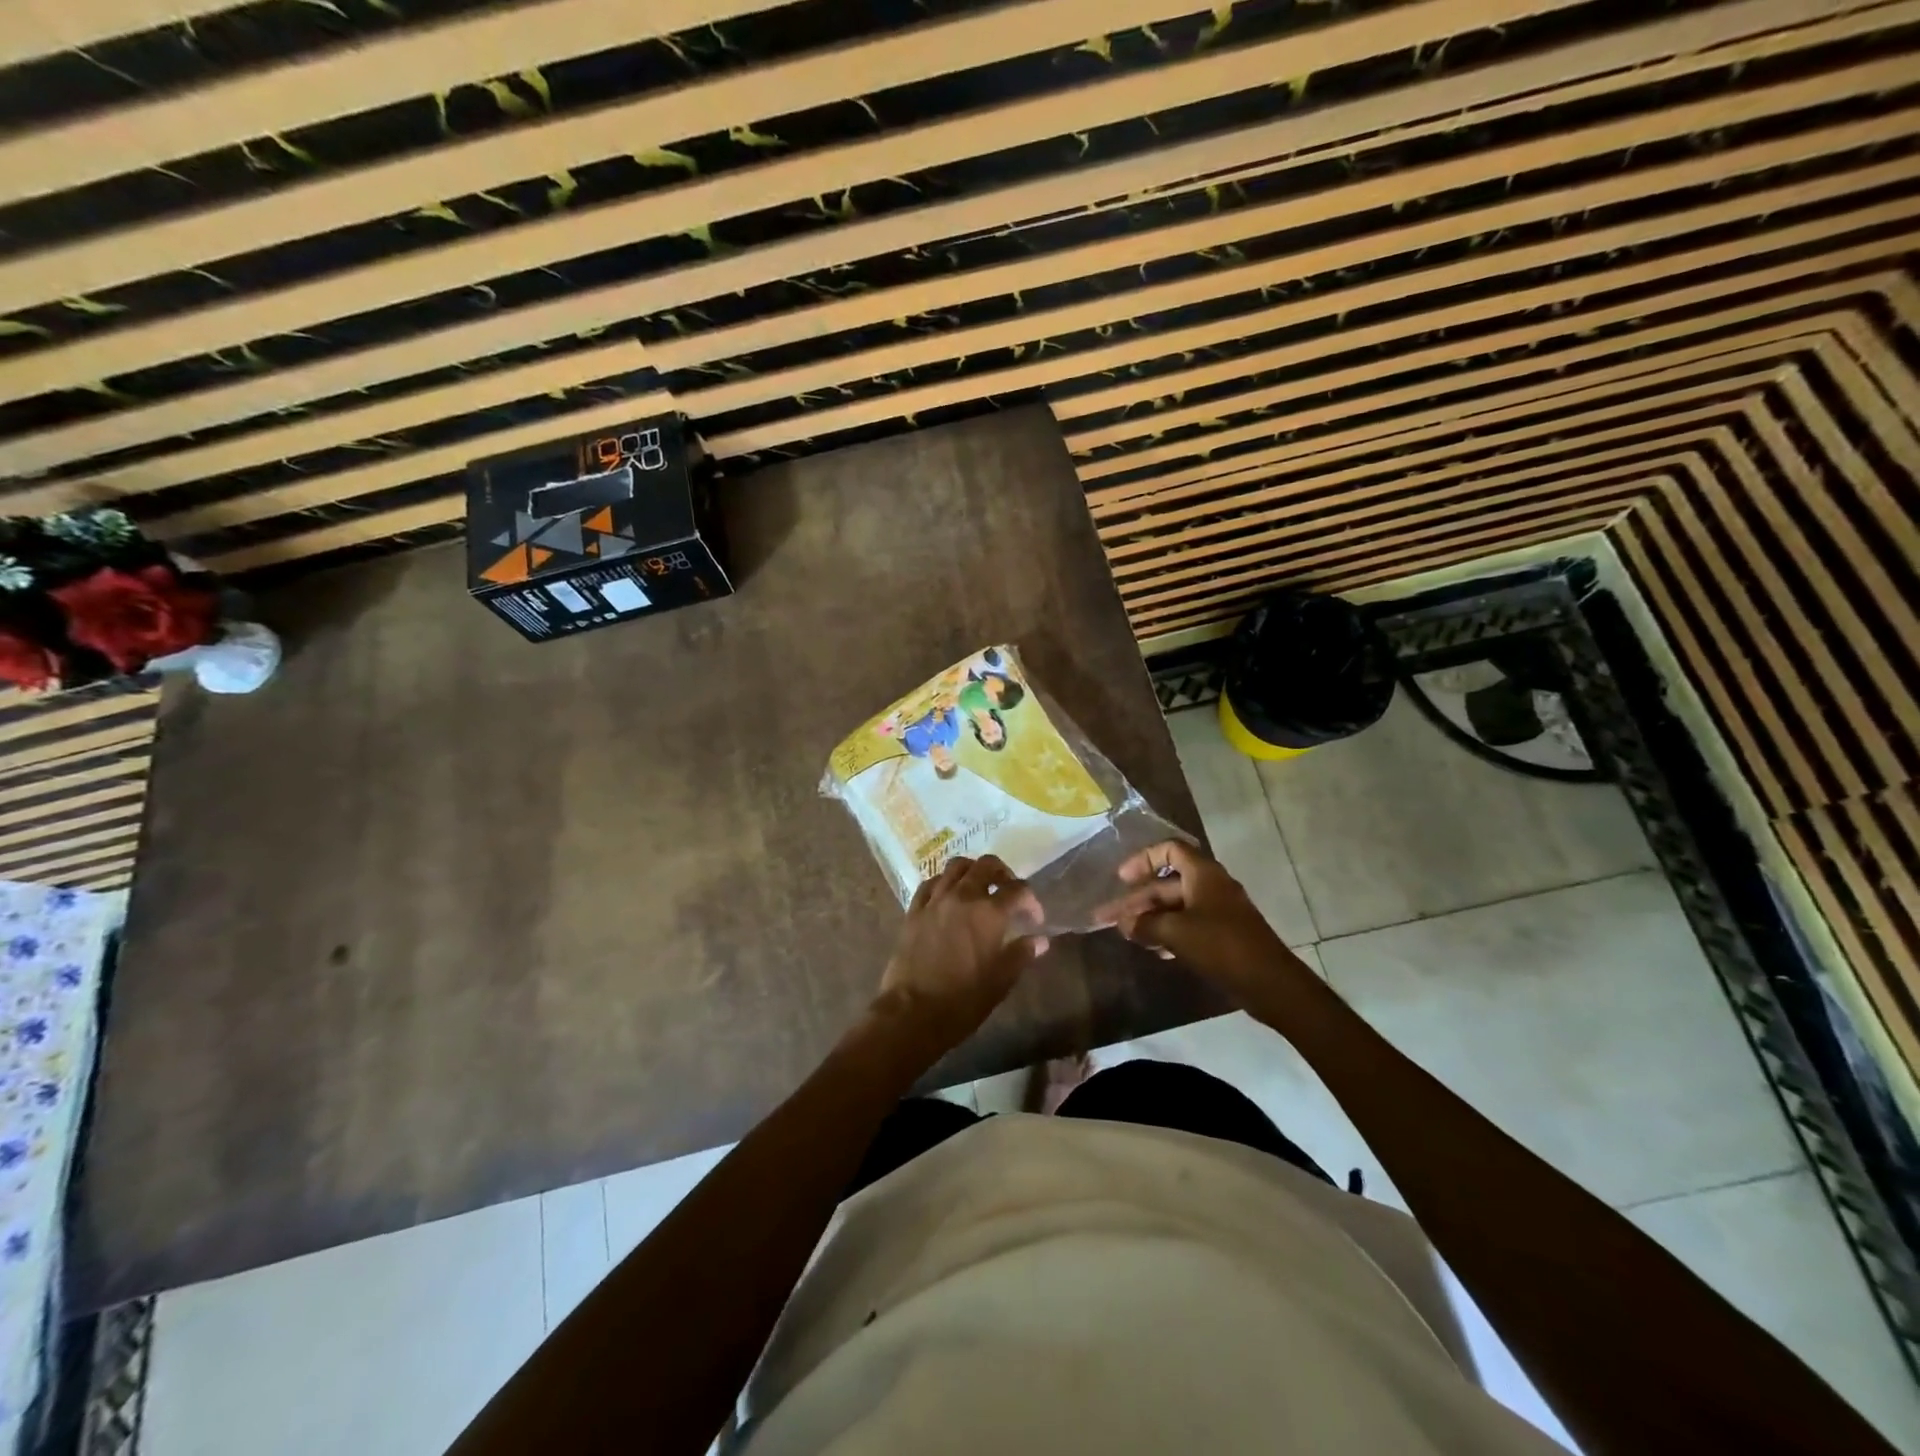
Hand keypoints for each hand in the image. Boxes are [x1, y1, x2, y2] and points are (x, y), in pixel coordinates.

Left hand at [876, 856, 1047, 1049]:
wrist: (912, 1013)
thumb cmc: (962, 1001)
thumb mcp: (1000, 981)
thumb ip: (1021, 954)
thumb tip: (1039, 940)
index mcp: (989, 913)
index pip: (1019, 890)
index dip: (1032, 901)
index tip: (1034, 919)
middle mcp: (963, 896)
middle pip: (987, 865)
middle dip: (1003, 874)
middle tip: (1008, 892)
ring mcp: (935, 900)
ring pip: (957, 866)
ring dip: (973, 871)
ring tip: (979, 888)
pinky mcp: (914, 910)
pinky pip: (930, 883)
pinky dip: (944, 882)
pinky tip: (948, 896)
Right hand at [1095, 840, 1303, 998]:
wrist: (1270, 984)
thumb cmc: (1221, 946)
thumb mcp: (1176, 932)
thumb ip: (1145, 924)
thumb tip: (1124, 923)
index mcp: (1203, 874)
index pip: (1169, 850)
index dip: (1143, 860)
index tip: (1121, 879)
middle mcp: (1211, 887)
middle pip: (1167, 884)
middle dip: (1137, 901)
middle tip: (1107, 919)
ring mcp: (1219, 912)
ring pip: (1175, 908)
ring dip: (1150, 919)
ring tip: (1126, 935)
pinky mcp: (1223, 936)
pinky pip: (1188, 926)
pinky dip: (1167, 933)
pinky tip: (1153, 950)